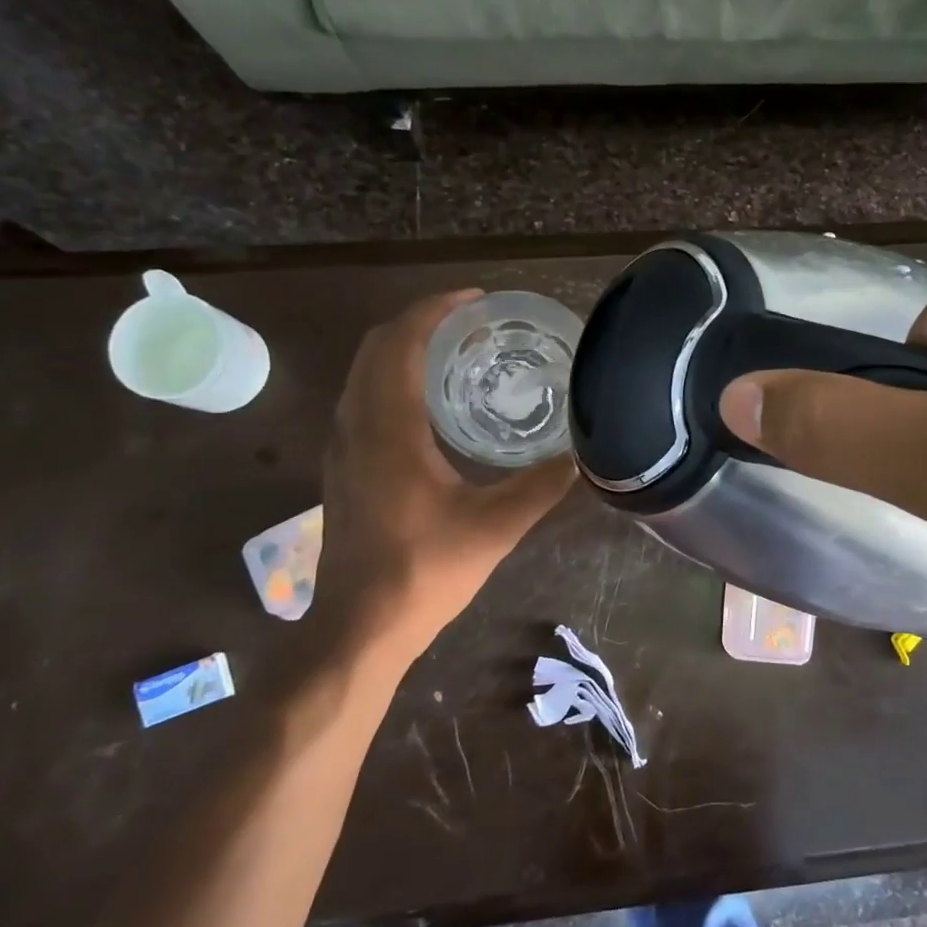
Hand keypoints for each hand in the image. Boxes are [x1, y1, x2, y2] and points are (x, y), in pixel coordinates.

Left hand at [314, 290, 574, 664]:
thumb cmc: (423, 572)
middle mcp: (355, 426)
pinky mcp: (342, 468)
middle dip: (420, 322)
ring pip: (363, 373)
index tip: (476, 300)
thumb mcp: (494, 528)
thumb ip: (541, 487)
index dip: (436, 310)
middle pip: (376, 347)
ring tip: (454, 351)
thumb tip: (585, 456)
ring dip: (402, 349)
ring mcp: (341, 448)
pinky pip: (361, 398)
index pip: (402, 344)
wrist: (359, 627)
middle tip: (471, 322)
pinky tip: (429, 403)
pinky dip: (390, 377)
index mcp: (389, 430)